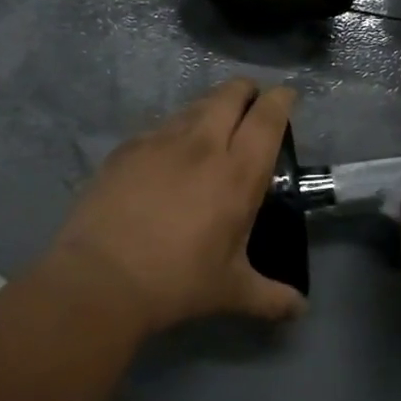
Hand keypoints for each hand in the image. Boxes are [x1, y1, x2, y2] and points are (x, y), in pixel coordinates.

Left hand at [45, 78, 306, 331]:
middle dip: (245, 90)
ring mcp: (160, 142)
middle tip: (250, 102)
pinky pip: (159, 127)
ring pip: (194, 106)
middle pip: (229, 94)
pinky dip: (173, 131)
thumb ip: (272, 297)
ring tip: (212, 124)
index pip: (267, 117)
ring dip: (210, 107)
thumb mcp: (231, 291)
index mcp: (238, 173)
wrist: (100, 279)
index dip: (280, 99)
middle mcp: (203, 145)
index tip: (285, 95)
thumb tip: (300, 310)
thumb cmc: (177, 282)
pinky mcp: (127, 149)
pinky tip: (167, 154)